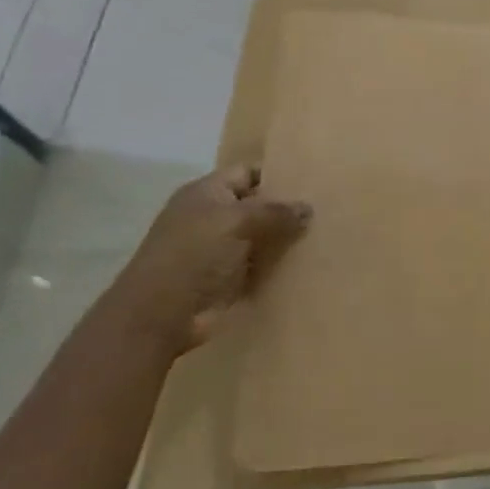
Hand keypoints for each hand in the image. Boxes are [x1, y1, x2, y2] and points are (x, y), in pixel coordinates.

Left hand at [104, 165, 311, 354]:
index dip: (278, 174)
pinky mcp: (229, 279)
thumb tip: (308, 208)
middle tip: (328, 209)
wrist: (161, 316)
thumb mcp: (237, 221)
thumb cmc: (194, 255)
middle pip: (258, 205)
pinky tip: (310, 263)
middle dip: (288, 208)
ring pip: (263, 236)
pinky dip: (281, 265)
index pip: (247, 172)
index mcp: (206, 193)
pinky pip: (262, 265)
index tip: (315, 180)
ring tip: (327, 235)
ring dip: (288, 239)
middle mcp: (212, 217)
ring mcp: (220, 250)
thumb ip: (275, 211)